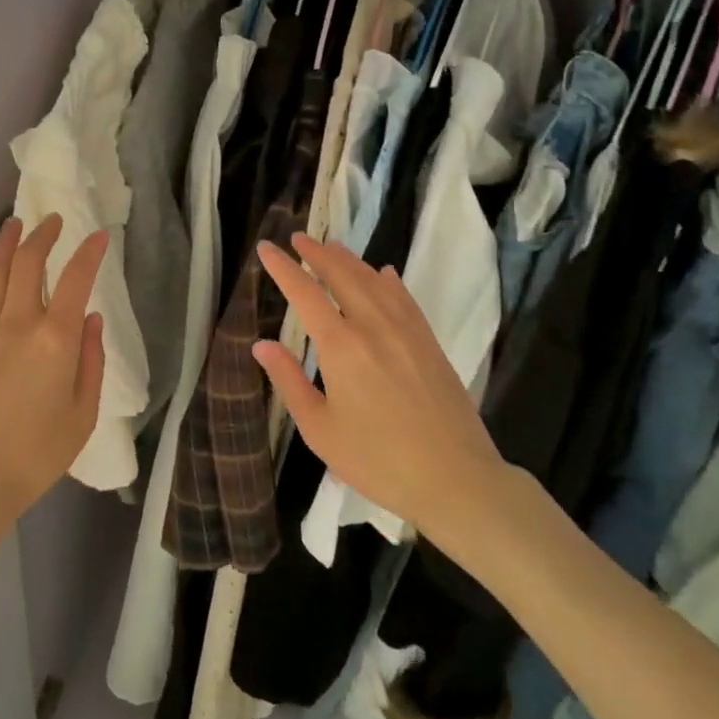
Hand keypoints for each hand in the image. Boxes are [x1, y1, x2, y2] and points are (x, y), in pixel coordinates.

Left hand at [0, 214, 107, 524]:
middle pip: (28, 263)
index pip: (76, 279)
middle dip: (43, 235)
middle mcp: (18, 323)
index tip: (99, 235)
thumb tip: (92, 320)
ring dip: (7, 243)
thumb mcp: (82, 415)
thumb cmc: (35, 454)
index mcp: (55, 340)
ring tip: (15, 224)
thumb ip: (91, 362)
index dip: (89, 252)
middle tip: (53, 221)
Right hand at [254, 234, 510, 559]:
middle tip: (298, 238)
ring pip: (373, 281)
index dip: (283, 268)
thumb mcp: (320, 429)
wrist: (456, 480)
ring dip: (349, 260)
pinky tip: (383, 274)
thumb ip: (289, 381)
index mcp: (341, 346)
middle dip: (317, 253)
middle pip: (341, 275)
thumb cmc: (378, 460)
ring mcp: (406, 331)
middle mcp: (372, 326)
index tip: (266, 249)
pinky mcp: (429, 342)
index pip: (304, 293)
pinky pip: (404, 298)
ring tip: (332, 247)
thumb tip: (262, 344)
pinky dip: (388, 280)